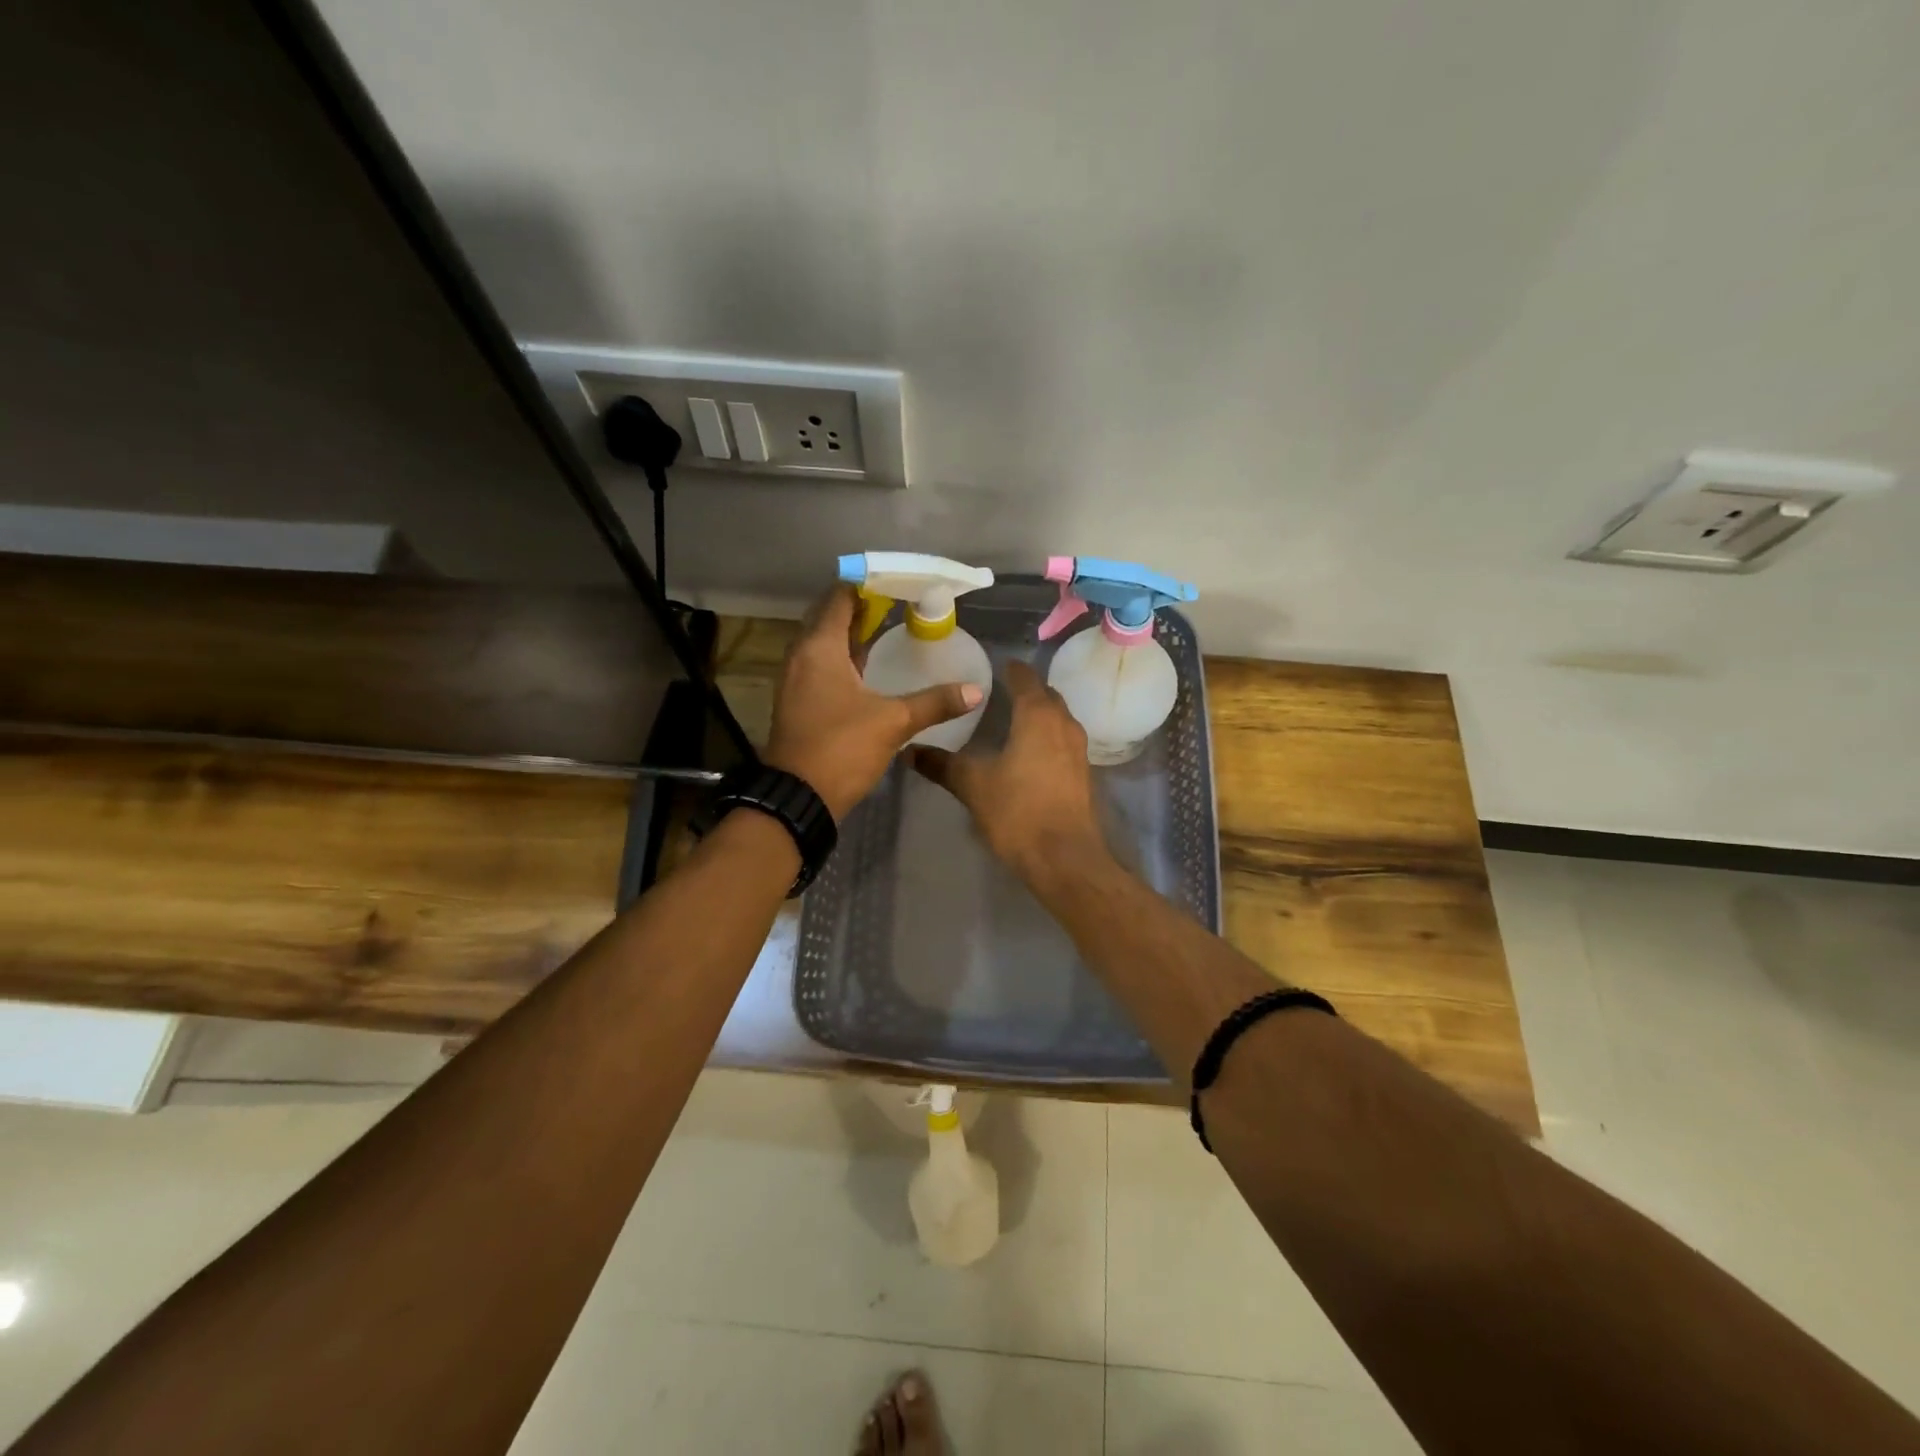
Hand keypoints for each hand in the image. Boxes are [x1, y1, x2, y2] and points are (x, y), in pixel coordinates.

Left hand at [763, 584, 983, 819]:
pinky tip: (867, 668)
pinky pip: (820, 664)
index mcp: (819, 648)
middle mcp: (801, 655)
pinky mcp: (797, 700)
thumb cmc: (842, 749)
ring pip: (823, 642)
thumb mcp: (893, 722)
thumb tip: (975, 691)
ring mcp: (795, 679)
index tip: (896, 583)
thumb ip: (935, 702)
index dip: (866, 586)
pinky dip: (841, 657)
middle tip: (897, 604)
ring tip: (886, 629)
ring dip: (850, 633)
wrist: (798, 798)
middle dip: (860, 607)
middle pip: (828, 616)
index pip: (839, 598)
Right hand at [912, 660, 1107, 880]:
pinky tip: (1028, 754)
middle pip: (1047, 696)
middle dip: (1026, 690)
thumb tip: (909, 751)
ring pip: (1058, 719)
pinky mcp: (1083, 774)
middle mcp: (1063, 724)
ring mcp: (1078, 750)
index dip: (1010, 669)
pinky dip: (1047, 738)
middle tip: (999, 692)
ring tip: (1012, 720)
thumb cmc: (1018, 812)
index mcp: (1038, 716)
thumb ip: (942, 765)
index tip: (993, 666)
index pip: (1025, 678)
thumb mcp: (973, 786)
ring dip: (1039, 714)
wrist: (1065, 858)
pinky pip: (1063, 742)